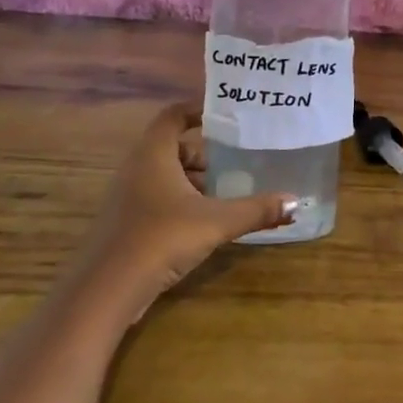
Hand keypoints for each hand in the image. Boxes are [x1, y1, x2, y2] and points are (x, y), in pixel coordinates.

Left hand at [83, 102, 293, 313]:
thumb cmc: (161, 238)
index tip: (227, 118)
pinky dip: (180, 202)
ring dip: (193, 181)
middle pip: (172, 147)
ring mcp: (126, 197)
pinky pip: (156, 199)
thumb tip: (296, 202)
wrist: (106, 291)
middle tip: (236, 162)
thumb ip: (256, 210)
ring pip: (164, 176)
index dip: (198, 111)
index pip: (173, 115)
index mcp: (153, 154)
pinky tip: (203, 223)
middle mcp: (136, 169)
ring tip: (226, 194)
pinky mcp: (125, 224)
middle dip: (204, 154)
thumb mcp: (216, 222)